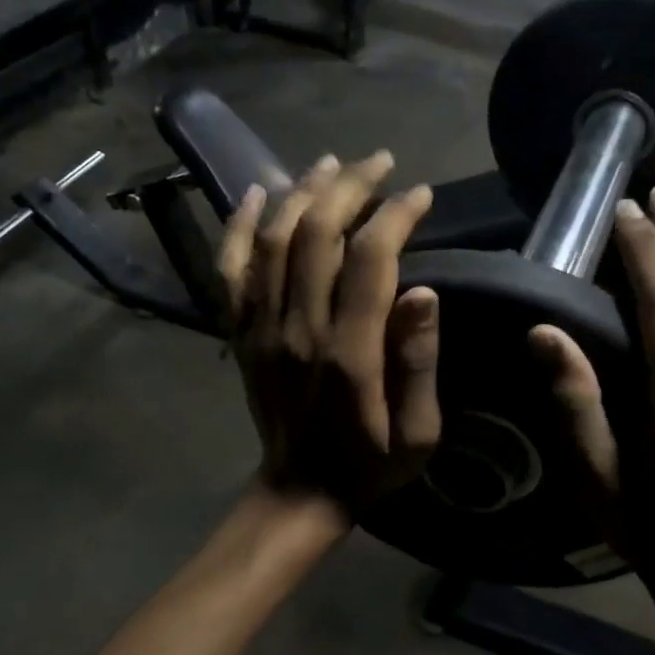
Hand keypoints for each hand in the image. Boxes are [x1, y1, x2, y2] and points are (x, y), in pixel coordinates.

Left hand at [218, 152, 441, 521]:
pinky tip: (256, 194)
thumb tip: (424, 292)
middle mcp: (299, 329)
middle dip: (351, 187)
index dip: (396, 215)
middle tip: (379, 162)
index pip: (370, 259)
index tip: (420, 195)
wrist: (300, 492)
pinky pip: (230, 270)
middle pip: (317, 233)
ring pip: (274, 240)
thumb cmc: (370, 464)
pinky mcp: (239, 334)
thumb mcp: (419, 432)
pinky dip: (240, 227)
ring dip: (301, 192)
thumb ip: (419, 362)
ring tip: (331, 164)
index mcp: (350, 352)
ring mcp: (261, 328)